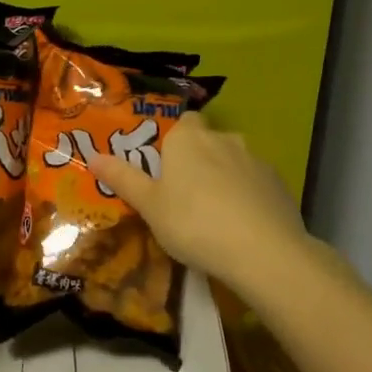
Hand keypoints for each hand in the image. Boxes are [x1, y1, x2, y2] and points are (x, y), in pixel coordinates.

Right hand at [87, 111, 327, 293]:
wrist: (263, 251)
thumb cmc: (193, 223)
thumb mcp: (149, 206)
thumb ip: (123, 179)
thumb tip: (93, 157)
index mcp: (188, 139)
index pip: (182, 120)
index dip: (173, 138)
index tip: (164, 164)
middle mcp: (223, 139)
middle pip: (207, 140)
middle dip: (198, 158)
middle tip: (182, 192)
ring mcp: (256, 160)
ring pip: (233, 161)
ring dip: (223, 176)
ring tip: (213, 212)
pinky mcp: (279, 184)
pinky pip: (254, 182)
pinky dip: (246, 195)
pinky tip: (241, 224)